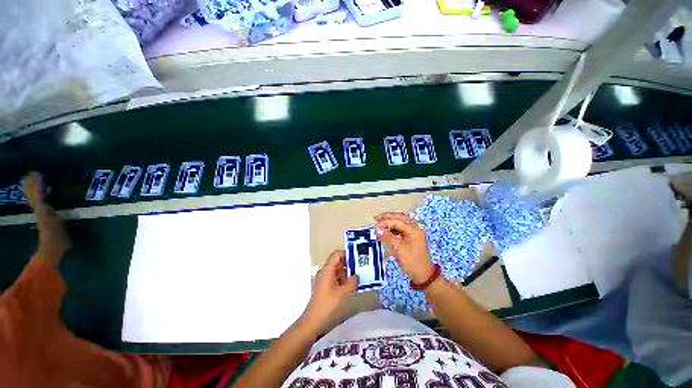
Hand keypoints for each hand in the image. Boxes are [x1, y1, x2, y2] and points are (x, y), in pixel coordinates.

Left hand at [303, 250, 357, 327]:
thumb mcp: (343, 293)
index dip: (347, 253)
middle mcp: (325, 272)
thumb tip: (357, 275)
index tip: (358, 256)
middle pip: (337, 262)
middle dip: (349, 263)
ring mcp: (324, 280)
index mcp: (327, 270)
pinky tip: (352, 285)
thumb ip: (352, 282)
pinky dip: (343, 280)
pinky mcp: (325, 288)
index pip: (337, 254)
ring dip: (347, 272)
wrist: (313, 322)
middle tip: (362, 266)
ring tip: (360, 275)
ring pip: (337, 271)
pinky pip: (336, 279)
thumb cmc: (328, 305)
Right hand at [375, 212, 435, 283]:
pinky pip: (401, 227)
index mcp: (414, 228)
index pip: (397, 221)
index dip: (385, 222)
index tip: (375, 224)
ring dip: (390, 221)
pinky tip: (386, 229)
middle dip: (387, 217)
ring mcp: (414, 231)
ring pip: (400, 221)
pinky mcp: (411, 236)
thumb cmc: (412, 261)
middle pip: (400, 217)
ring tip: (379, 223)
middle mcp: (415, 227)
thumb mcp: (399, 248)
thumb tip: (378, 230)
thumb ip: (388, 237)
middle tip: (376, 219)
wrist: (423, 274)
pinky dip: (393, 227)